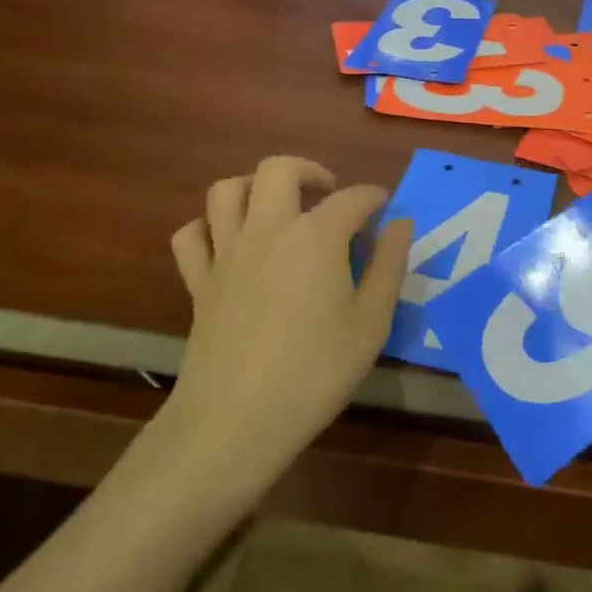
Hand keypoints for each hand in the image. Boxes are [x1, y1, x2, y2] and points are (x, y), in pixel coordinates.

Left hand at [164, 157, 412, 491]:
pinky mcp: (198, 282)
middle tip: (329, 195)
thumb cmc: (315, 372)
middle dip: (309, 170)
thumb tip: (400, 223)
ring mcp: (226, 253)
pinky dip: (209, 227)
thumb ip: (389, 265)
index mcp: (316, 236)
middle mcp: (268, 229)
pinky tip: (230, 243)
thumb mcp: (372, 323)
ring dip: (254, 187)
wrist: (235, 422)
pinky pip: (191, 235)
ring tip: (278, 208)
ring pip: (227, 190)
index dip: (374, 198)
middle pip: (279, 169)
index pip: (352, 198)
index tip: (385, 210)